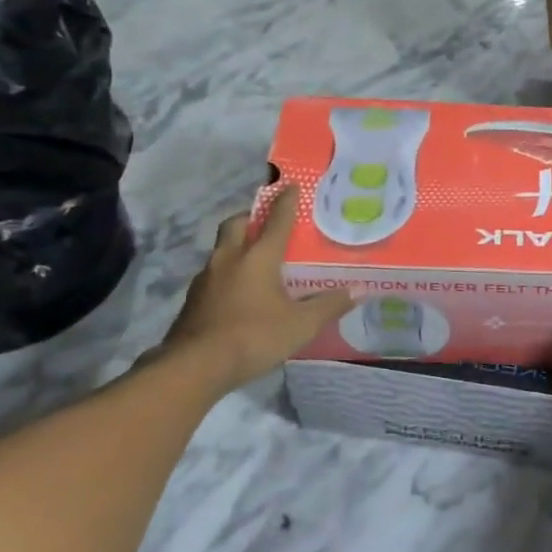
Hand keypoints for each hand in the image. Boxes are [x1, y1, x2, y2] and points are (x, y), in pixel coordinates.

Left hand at [161, 187, 356, 385]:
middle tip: (266, 222)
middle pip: (236, 224)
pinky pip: (214, 275)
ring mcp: (206, 279)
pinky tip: (239, 293)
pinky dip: (228, 274)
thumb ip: (329, 306)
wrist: (195, 366)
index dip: (286, 202)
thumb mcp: (301, 325)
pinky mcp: (193, 300)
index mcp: (258, 257)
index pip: (276, 221)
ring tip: (256, 260)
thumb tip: (357, 291)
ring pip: (222, 250)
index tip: (291, 186)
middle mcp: (229, 259)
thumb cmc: (254, 336)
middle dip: (251, 217)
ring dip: (237, 246)